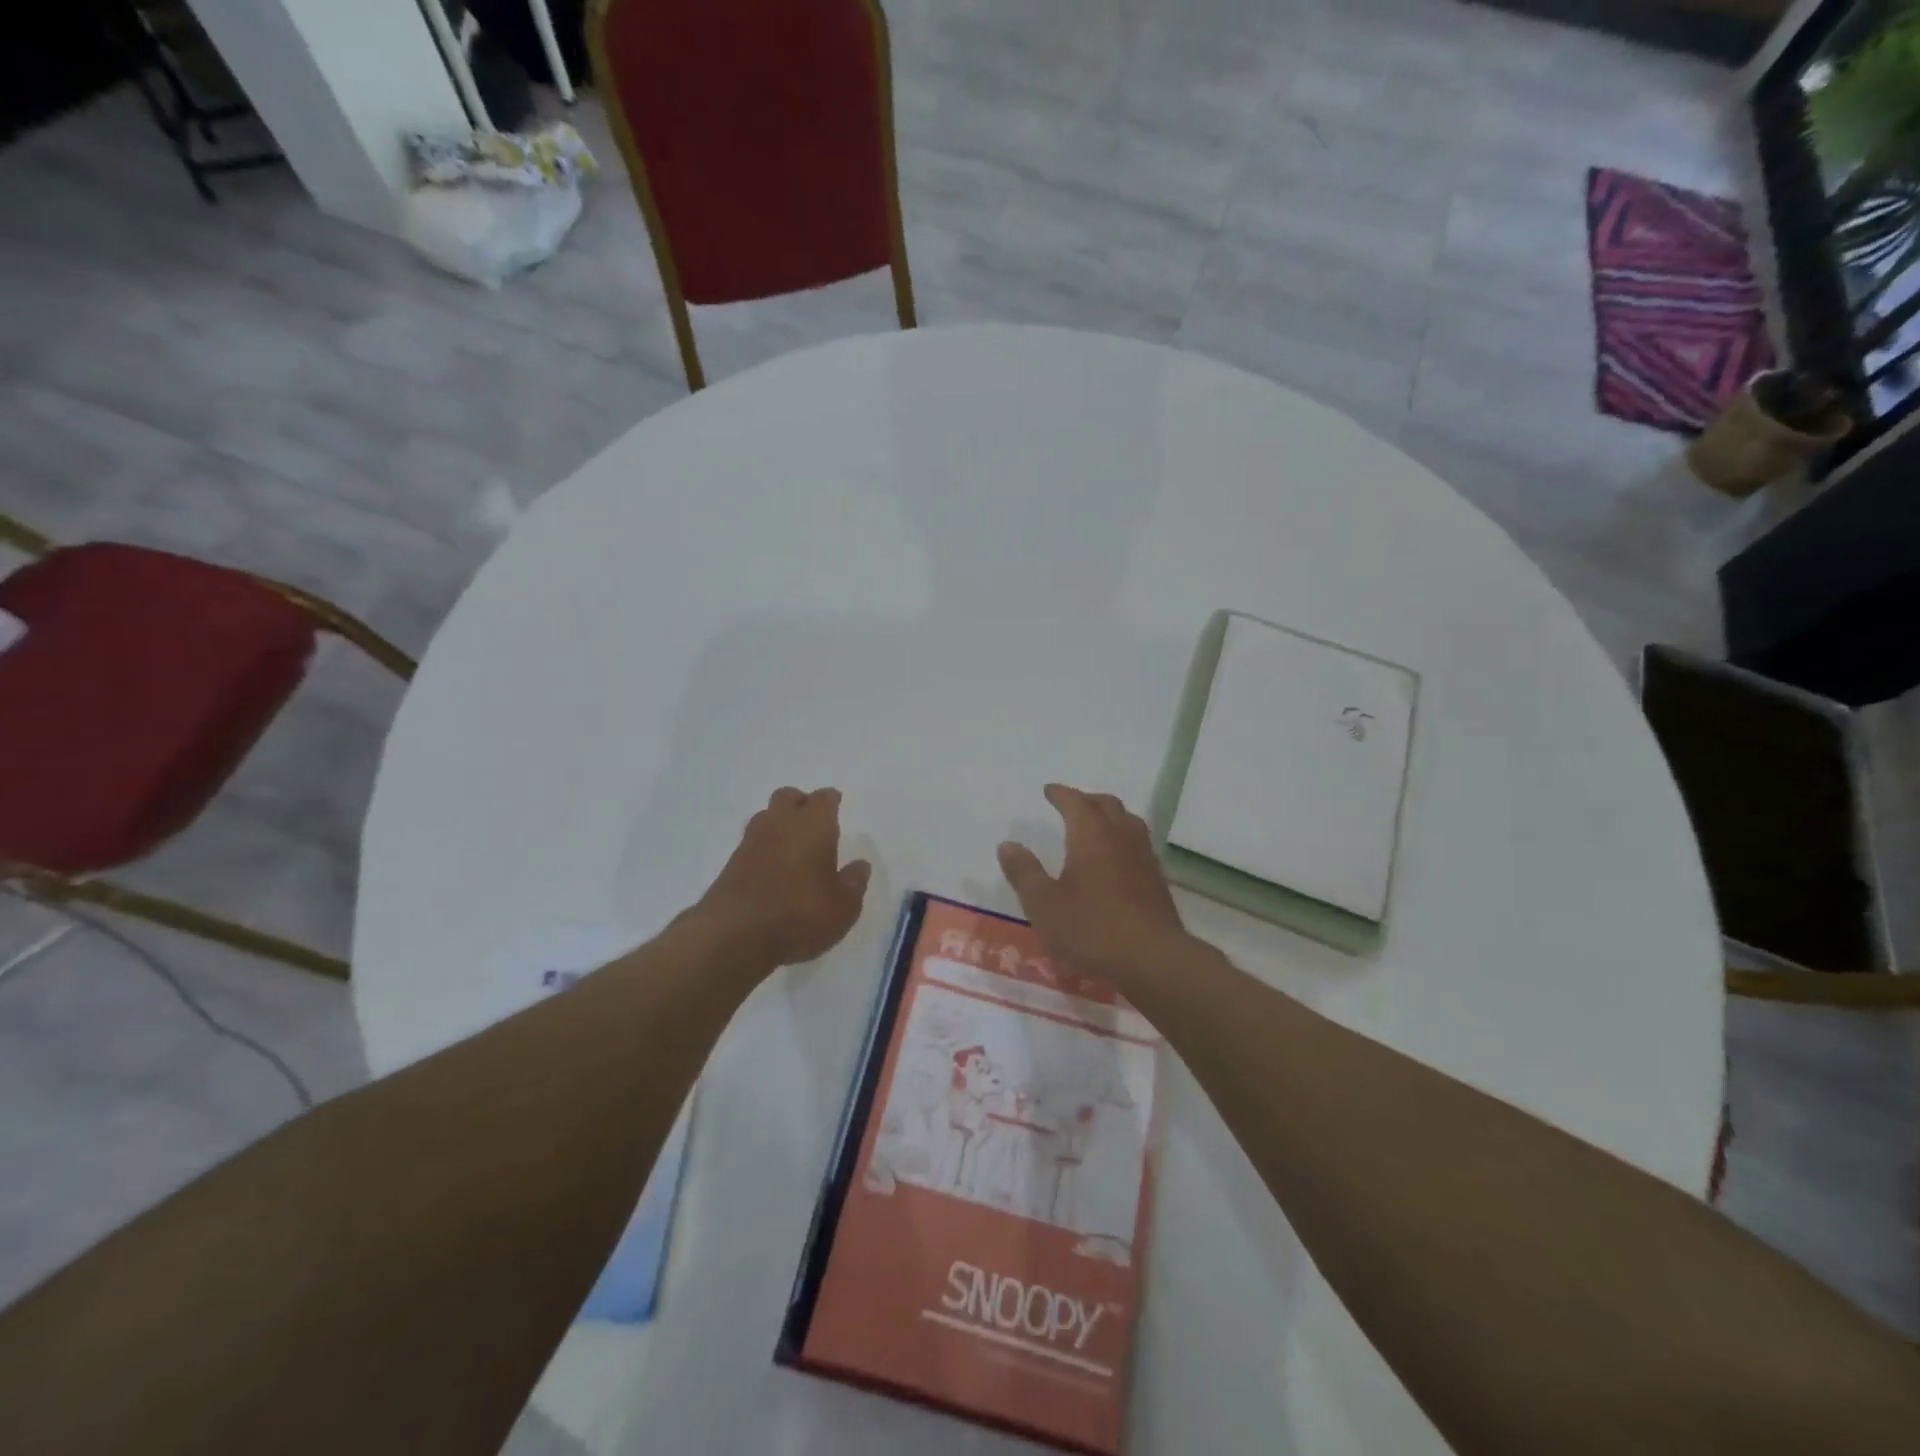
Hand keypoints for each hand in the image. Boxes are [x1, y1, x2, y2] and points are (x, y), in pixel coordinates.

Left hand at [694, 788, 870, 968]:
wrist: (734, 934)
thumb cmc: (800, 913)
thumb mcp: (843, 907)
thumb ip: (854, 883)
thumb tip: (860, 866)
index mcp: (814, 824)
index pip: (824, 798)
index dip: (831, 801)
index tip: (836, 806)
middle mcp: (780, 823)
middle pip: (788, 797)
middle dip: (801, 804)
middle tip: (813, 824)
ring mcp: (751, 841)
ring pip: (766, 817)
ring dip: (778, 825)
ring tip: (792, 847)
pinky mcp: (731, 863)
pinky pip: (752, 844)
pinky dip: (763, 849)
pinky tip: (772, 870)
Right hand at [997, 784, 1187, 988]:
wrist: (1154, 960)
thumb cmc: (1092, 929)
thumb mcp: (1044, 904)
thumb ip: (1024, 873)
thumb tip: (1008, 845)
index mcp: (1091, 835)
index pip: (1076, 802)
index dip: (1061, 794)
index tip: (1048, 791)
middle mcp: (1121, 837)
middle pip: (1107, 805)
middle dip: (1087, 800)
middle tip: (1071, 804)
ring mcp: (1144, 858)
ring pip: (1128, 822)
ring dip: (1109, 816)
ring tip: (1096, 826)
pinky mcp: (1157, 880)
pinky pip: (1138, 844)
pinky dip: (1122, 839)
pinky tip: (1116, 860)